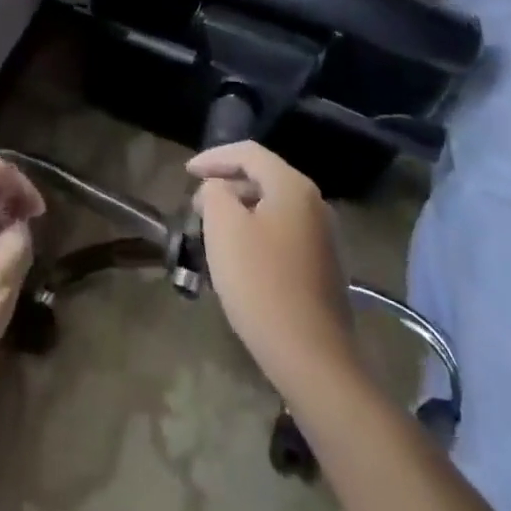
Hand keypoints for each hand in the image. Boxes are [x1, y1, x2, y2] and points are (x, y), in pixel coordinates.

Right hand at [188, 141, 357, 395]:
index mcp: (292, 186)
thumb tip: (219, 190)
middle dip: (226, 185)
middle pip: (263, 177)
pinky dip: (257, 232)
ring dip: (240, 210)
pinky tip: (240, 257)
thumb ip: (215, 193)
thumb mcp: (224, 228)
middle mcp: (314, 203)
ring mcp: (323, 237)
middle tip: (197, 204)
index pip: (248, 153)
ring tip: (212, 229)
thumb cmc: (262, 283)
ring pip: (273, 207)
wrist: (312, 357)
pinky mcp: (323, 267)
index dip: (214, 157)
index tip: (187, 172)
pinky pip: (283, 233)